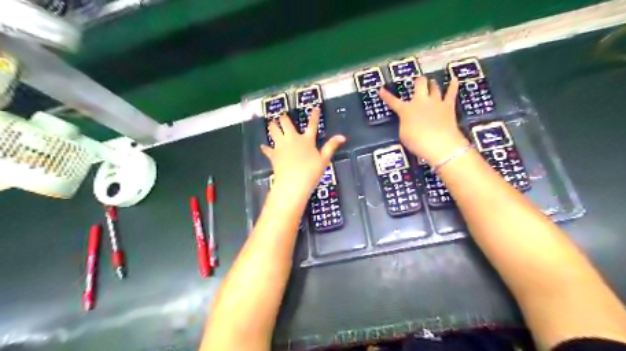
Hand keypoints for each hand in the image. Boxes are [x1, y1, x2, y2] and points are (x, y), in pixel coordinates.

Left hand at [261, 108, 347, 198]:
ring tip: (271, 123)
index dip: (314, 116)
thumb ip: (331, 146)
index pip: (312, 125)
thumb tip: (343, 136)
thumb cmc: (311, 172)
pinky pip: (267, 149)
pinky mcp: (273, 155)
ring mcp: (281, 146)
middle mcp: (292, 139)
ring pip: (273, 131)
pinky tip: (263, 146)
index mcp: (306, 140)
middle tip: (282, 115)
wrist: (293, 183)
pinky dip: (266, 148)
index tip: (315, 107)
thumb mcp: (324, 160)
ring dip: (272, 126)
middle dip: (283, 118)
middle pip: (286, 123)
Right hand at [376, 75, 469, 164]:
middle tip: (417, 81)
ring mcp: (435, 102)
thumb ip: (404, 123)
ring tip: (431, 82)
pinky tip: (455, 80)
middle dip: (418, 81)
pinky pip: (451, 93)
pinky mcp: (448, 106)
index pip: (393, 101)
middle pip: (420, 84)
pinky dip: (453, 86)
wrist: (439, 144)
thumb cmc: (417, 142)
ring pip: (434, 87)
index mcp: (406, 110)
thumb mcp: (403, 134)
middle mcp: (420, 102)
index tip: (381, 89)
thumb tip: (408, 119)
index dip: (386, 96)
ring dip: (432, 84)